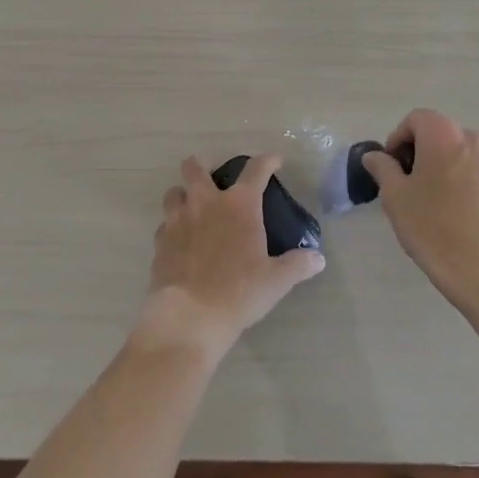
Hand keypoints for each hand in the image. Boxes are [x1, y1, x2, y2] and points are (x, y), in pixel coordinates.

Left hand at [136, 154, 324, 359]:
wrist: (189, 317)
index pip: (256, 169)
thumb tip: (318, 259)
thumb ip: (297, 265)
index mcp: (238, 205)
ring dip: (183, 194)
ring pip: (174, 192)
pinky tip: (181, 240)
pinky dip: (172, 226)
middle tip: (213, 173)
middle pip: (195, 168)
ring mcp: (178, 221)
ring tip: (193, 206)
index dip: (267, 161)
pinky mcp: (160, 242)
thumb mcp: (276, 281)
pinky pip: (164, 224)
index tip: (275, 161)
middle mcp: (205, 203)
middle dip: (203, 164)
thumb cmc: (238, 293)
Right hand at [362, 109, 478, 305]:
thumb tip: (374, 156)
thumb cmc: (432, 225)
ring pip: (450, 152)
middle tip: (400, 184)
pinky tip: (441, 209)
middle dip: (414, 152)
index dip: (396, 140)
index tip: (388, 168)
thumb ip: (382, 168)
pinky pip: (465, 169)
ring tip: (419, 198)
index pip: (414, 120)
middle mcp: (469, 138)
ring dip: (432, 166)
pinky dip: (449, 179)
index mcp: (443, 133)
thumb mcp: (395, 195)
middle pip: (434, 133)